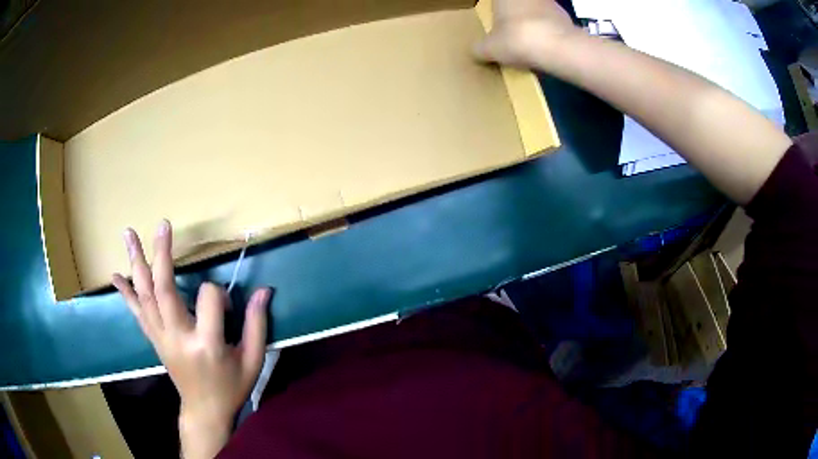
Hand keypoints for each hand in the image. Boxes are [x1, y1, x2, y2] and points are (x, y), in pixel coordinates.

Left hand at [112, 220, 269, 457]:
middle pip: (165, 288)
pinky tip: (115, 275)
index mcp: (207, 344)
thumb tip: (264, 290)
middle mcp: (178, 336)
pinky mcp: (153, 339)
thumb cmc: (231, 387)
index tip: (229, 308)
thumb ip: (257, 324)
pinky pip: (137, 312)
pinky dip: (126, 292)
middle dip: (163, 253)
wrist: (204, 411)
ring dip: (137, 262)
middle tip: (163, 225)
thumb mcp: (252, 360)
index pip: (210, 298)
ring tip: (129, 234)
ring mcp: (161, 337)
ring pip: (145, 295)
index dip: (222, 295)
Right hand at [473, 0, 577, 67]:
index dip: (496, 11)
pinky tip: (546, 47)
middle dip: (515, 15)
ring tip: (530, 42)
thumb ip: (479, 48)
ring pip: (536, 11)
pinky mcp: (566, 17)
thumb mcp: (489, 49)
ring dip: (533, 22)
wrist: (558, 47)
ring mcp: (549, 3)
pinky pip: (552, 23)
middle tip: (511, 32)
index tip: (496, 22)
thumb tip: (475, 51)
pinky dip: (548, 32)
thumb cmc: (516, 39)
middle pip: (518, 4)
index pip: (496, 2)